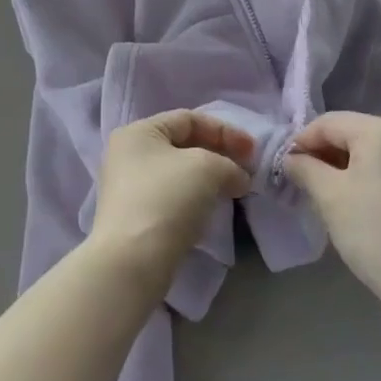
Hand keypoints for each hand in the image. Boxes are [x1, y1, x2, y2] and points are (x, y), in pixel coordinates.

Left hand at [90, 110, 252, 287]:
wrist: (133, 261)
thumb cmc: (167, 198)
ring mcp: (129, 188)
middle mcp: (128, 155)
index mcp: (138, 132)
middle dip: (219, 155)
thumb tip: (239, 178)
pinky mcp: (136, 217)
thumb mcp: (207, 167)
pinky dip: (196, 198)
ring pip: (179, 173)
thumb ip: (230, 164)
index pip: (188, 119)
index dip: (224, 131)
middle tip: (246, 171)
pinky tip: (212, 209)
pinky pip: (172, 197)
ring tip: (234, 190)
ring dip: (210, 179)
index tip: (252, 152)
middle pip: (183, 145)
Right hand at [283, 113, 380, 312]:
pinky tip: (363, 201)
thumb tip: (292, 158)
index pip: (329, 123)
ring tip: (331, 193)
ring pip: (376, 149)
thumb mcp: (330, 198)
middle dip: (326, 153)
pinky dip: (374, 174)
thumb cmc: (376, 233)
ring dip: (349, 164)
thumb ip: (305, 168)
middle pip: (354, 132)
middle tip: (306, 182)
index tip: (286, 167)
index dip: (302, 141)